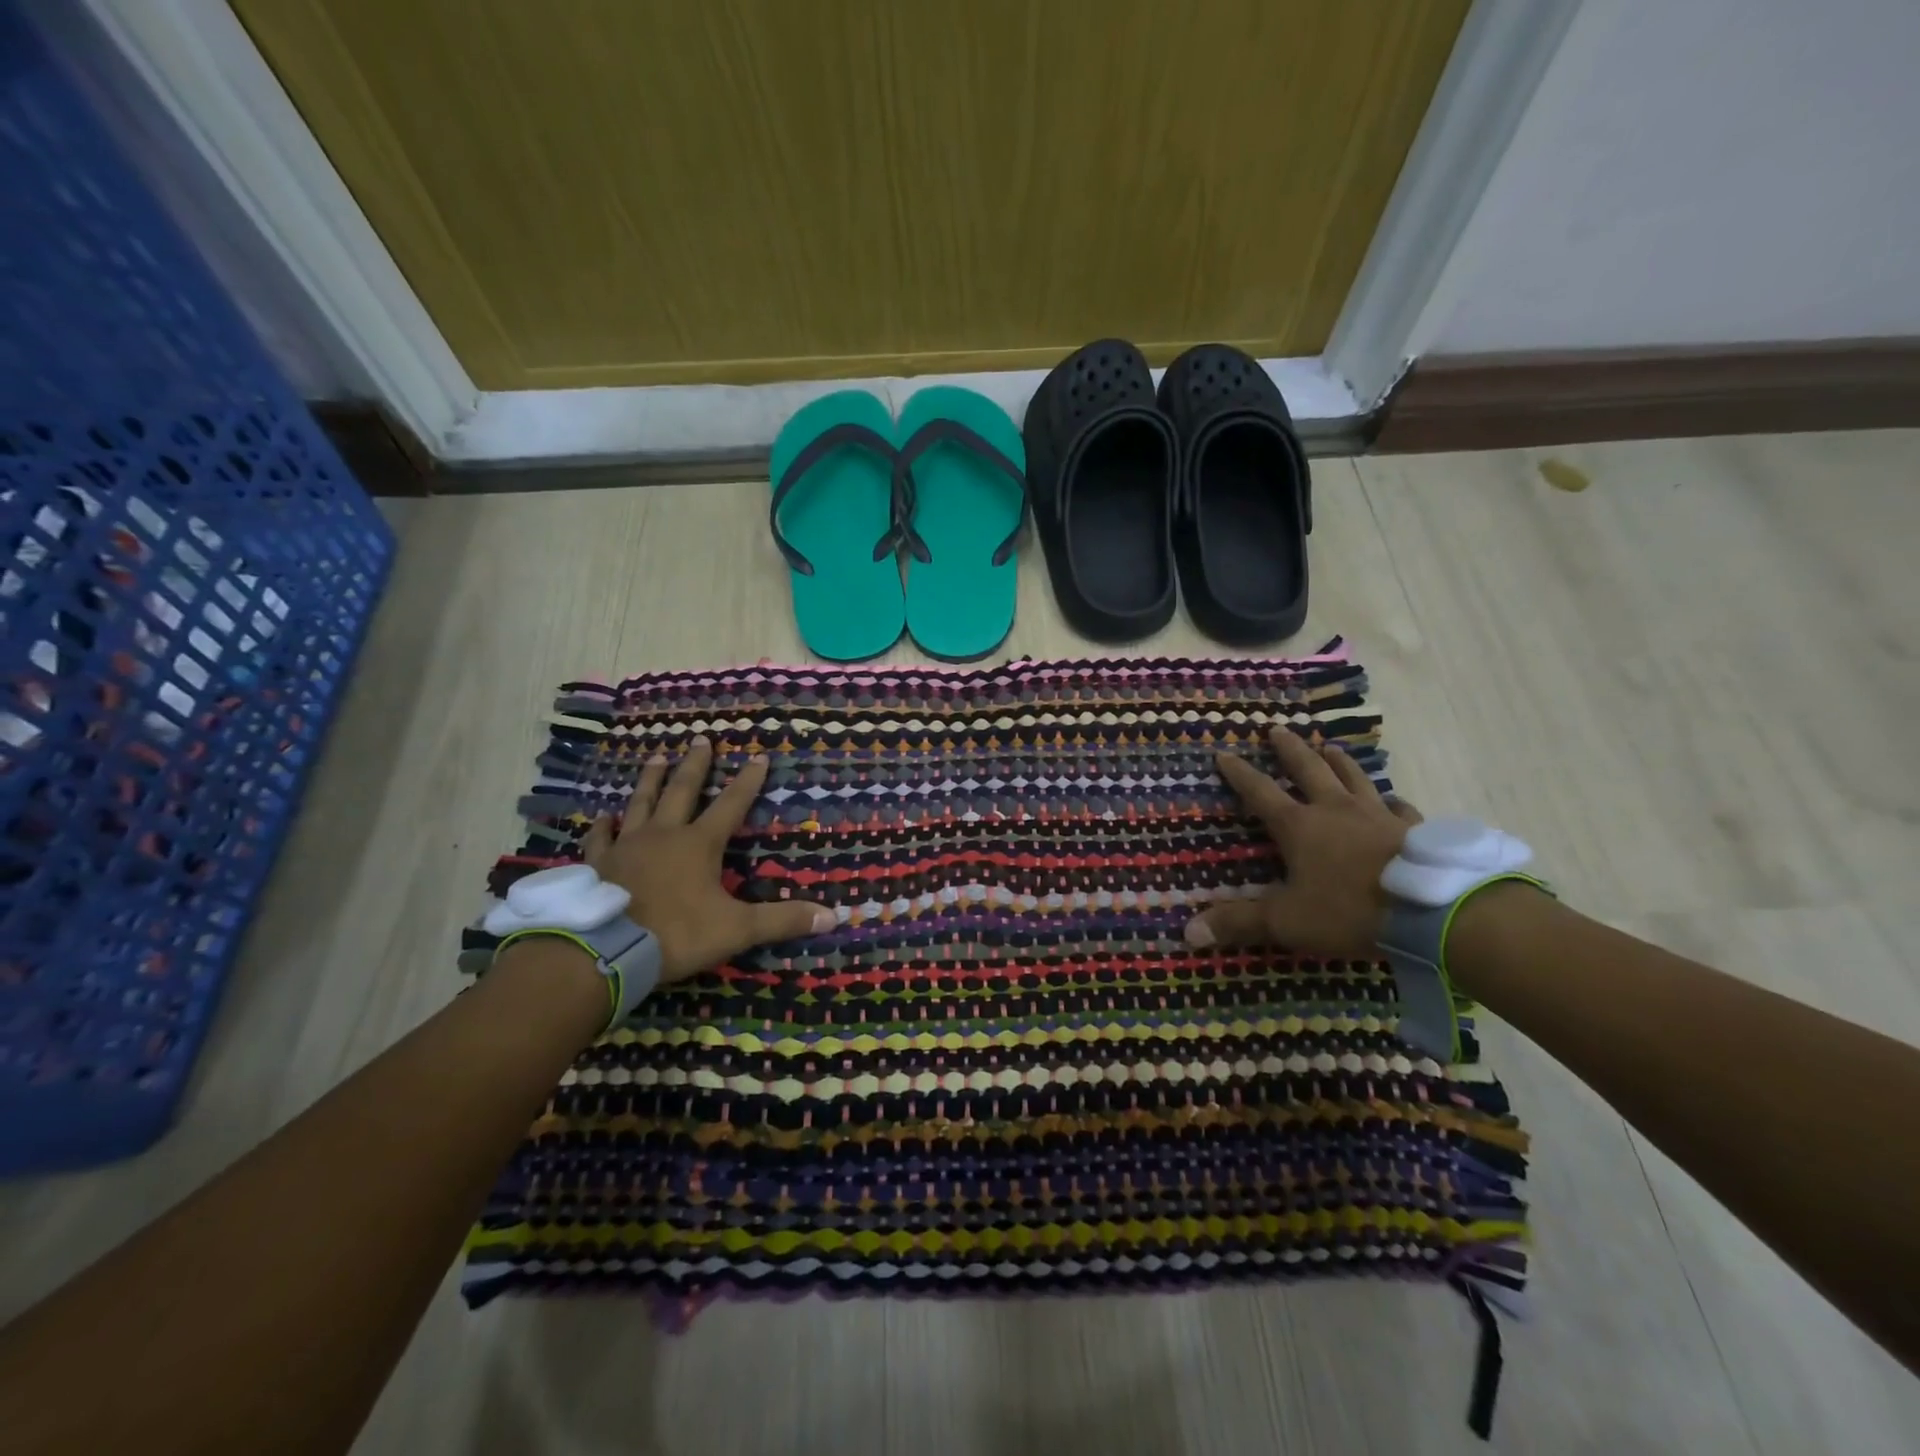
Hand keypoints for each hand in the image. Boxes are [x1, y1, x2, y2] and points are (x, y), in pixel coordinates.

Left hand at [581, 735, 832, 982]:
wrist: (606, 952)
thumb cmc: (677, 934)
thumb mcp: (737, 929)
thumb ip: (782, 920)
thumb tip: (834, 917)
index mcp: (699, 844)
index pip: (731, 805)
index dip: (748, 782)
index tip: (759, 757)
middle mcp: (664, 835)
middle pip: (682, 791)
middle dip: (695, 765)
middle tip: (701, 738)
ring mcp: (627, 846)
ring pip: (641, 803)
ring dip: (651, 780)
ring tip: (657, 757)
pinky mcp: (599, 865)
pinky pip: (601, 839)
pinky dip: (602, 827)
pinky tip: (603, 817)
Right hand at [1183, 726, 1421, 957]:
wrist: (1432, 911)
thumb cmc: (1350, 911)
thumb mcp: (1287, 921)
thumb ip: (1239, 923)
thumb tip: (1189, 931)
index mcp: (1299, 826)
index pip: (1260, 792)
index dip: (1239, 774)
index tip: (1224, 754)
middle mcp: (1335, 810)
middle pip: (1308, 770)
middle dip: (1289, 750)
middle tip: (1277, 730)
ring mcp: (1377, 815)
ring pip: (1353, 778)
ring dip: (1339, 762)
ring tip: (1330, 747)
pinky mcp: (1413, 829)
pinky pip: (1399, 807)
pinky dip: (1390, 801)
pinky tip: (1392, 800)